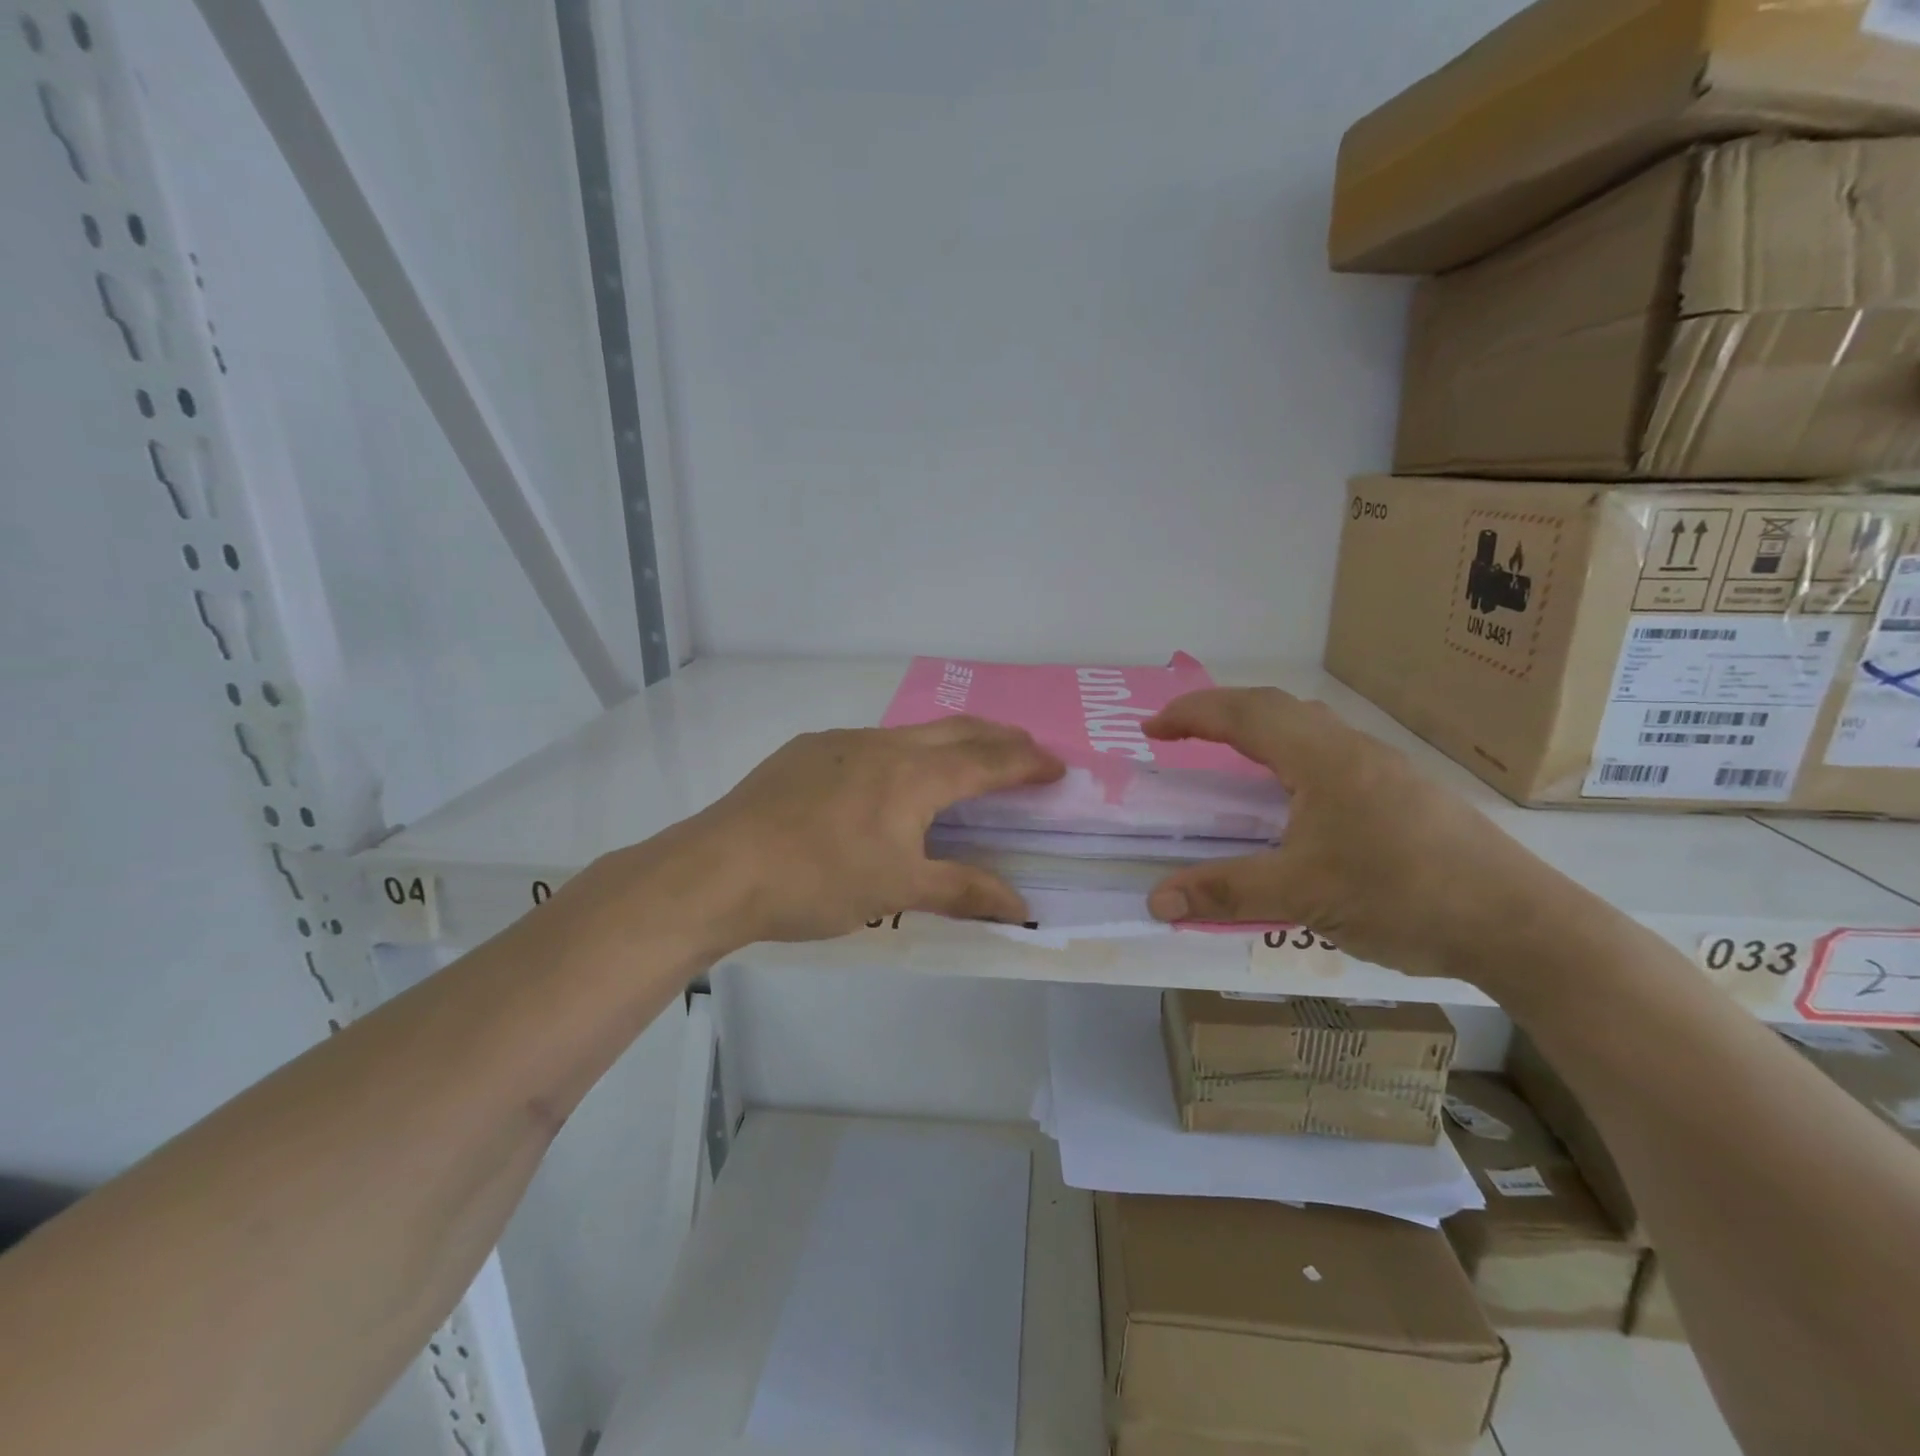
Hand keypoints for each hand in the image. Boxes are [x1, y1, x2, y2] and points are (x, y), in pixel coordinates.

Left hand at [660, 718, 1064, 946]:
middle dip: (997, 738)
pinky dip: (901, 753)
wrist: (719, 868)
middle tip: (1025, 750)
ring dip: (948, 743)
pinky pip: (869, 744)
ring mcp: (839, 744)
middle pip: (955, 731)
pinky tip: (885, 779)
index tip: (1057, 765)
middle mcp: (882, 745)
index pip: (986, 762)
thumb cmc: (818, 880)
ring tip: (963, 761)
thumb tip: (1022, 906)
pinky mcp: (805, 752)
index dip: (1026, 763)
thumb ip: (962, 890)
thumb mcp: (897, 890)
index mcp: (913, 775)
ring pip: (910, 733)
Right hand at [1143, 688, 1582, 982]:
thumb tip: (1155, 901)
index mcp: (1321, 758)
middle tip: (1181, 736)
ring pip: (1307, 727)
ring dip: (1258, 730)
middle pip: (1274, 707)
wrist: (1520, 924)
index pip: (1242, 715)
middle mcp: (1351, 748)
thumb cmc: (1402, 895)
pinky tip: (1292, 798)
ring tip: (1229, 759)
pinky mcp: (1403, 793)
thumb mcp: (1301, 895)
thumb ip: (1224, 891)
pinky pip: (1329, 753)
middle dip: (1219, 713)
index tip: (1150, 729)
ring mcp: (1383, 768)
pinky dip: (1288, 756)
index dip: (1190, 715)